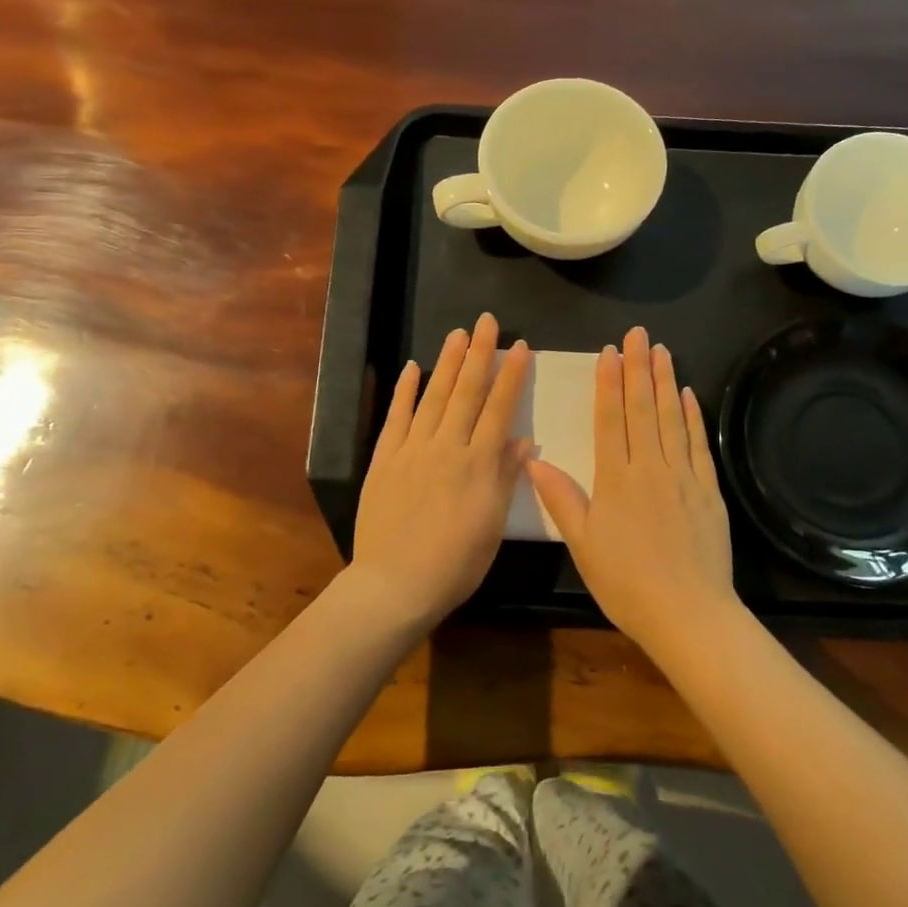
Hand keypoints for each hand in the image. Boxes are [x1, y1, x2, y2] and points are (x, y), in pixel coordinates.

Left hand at [349, 313, 531, 627]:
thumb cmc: (454, 564)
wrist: (394, 585)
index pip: (498, 409)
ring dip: (447, 363)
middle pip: (466, 392)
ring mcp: (412, 450)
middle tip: (486, 321)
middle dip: (479, 354)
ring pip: (433, 397)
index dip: (510, 376)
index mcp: (479, 464)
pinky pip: (396, 418)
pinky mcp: (384, 459)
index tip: (519, 347)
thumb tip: (523, 439)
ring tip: (458, 333)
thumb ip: (506, 478)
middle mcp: (447, 447)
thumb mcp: (492, 526)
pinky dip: (404, 391)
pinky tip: (413, 368)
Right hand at [527, 325, 739, 650]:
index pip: (610, 418)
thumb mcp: (582, 544)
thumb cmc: (626, 583)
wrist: (688, 613)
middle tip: (638, 334)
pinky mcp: (708, 489)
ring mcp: (683, 475)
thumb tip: (533, 461)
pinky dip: (692, 416)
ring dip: (665, 381)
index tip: (609, 352)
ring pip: (672, 418)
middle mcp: (650, 466)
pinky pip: (698, 443)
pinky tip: (688, 394)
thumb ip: (561, 499)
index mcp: (616, 478)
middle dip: (639, 367)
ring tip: (662, 350)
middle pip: (643, 408)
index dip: (609, 382)